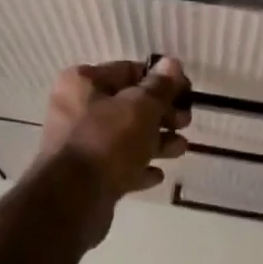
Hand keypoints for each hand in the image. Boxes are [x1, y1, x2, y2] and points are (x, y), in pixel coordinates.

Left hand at [38, 57, 191, 241]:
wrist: (74, 199)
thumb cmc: (107, 142)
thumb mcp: (141, 108)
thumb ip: (159, 87)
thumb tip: (173, 64)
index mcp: (83, 83)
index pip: (129, 71)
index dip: (161, 81)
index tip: (188, 93)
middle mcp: (77, 109)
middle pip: (129, 106)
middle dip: (161, 115)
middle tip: (185, 123)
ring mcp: (81, 145)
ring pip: (126, 138)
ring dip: (156, 142)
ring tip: (181, 149)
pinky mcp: (87, 176)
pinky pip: (119, 166)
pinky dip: (138, 168)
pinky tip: (157, 175)